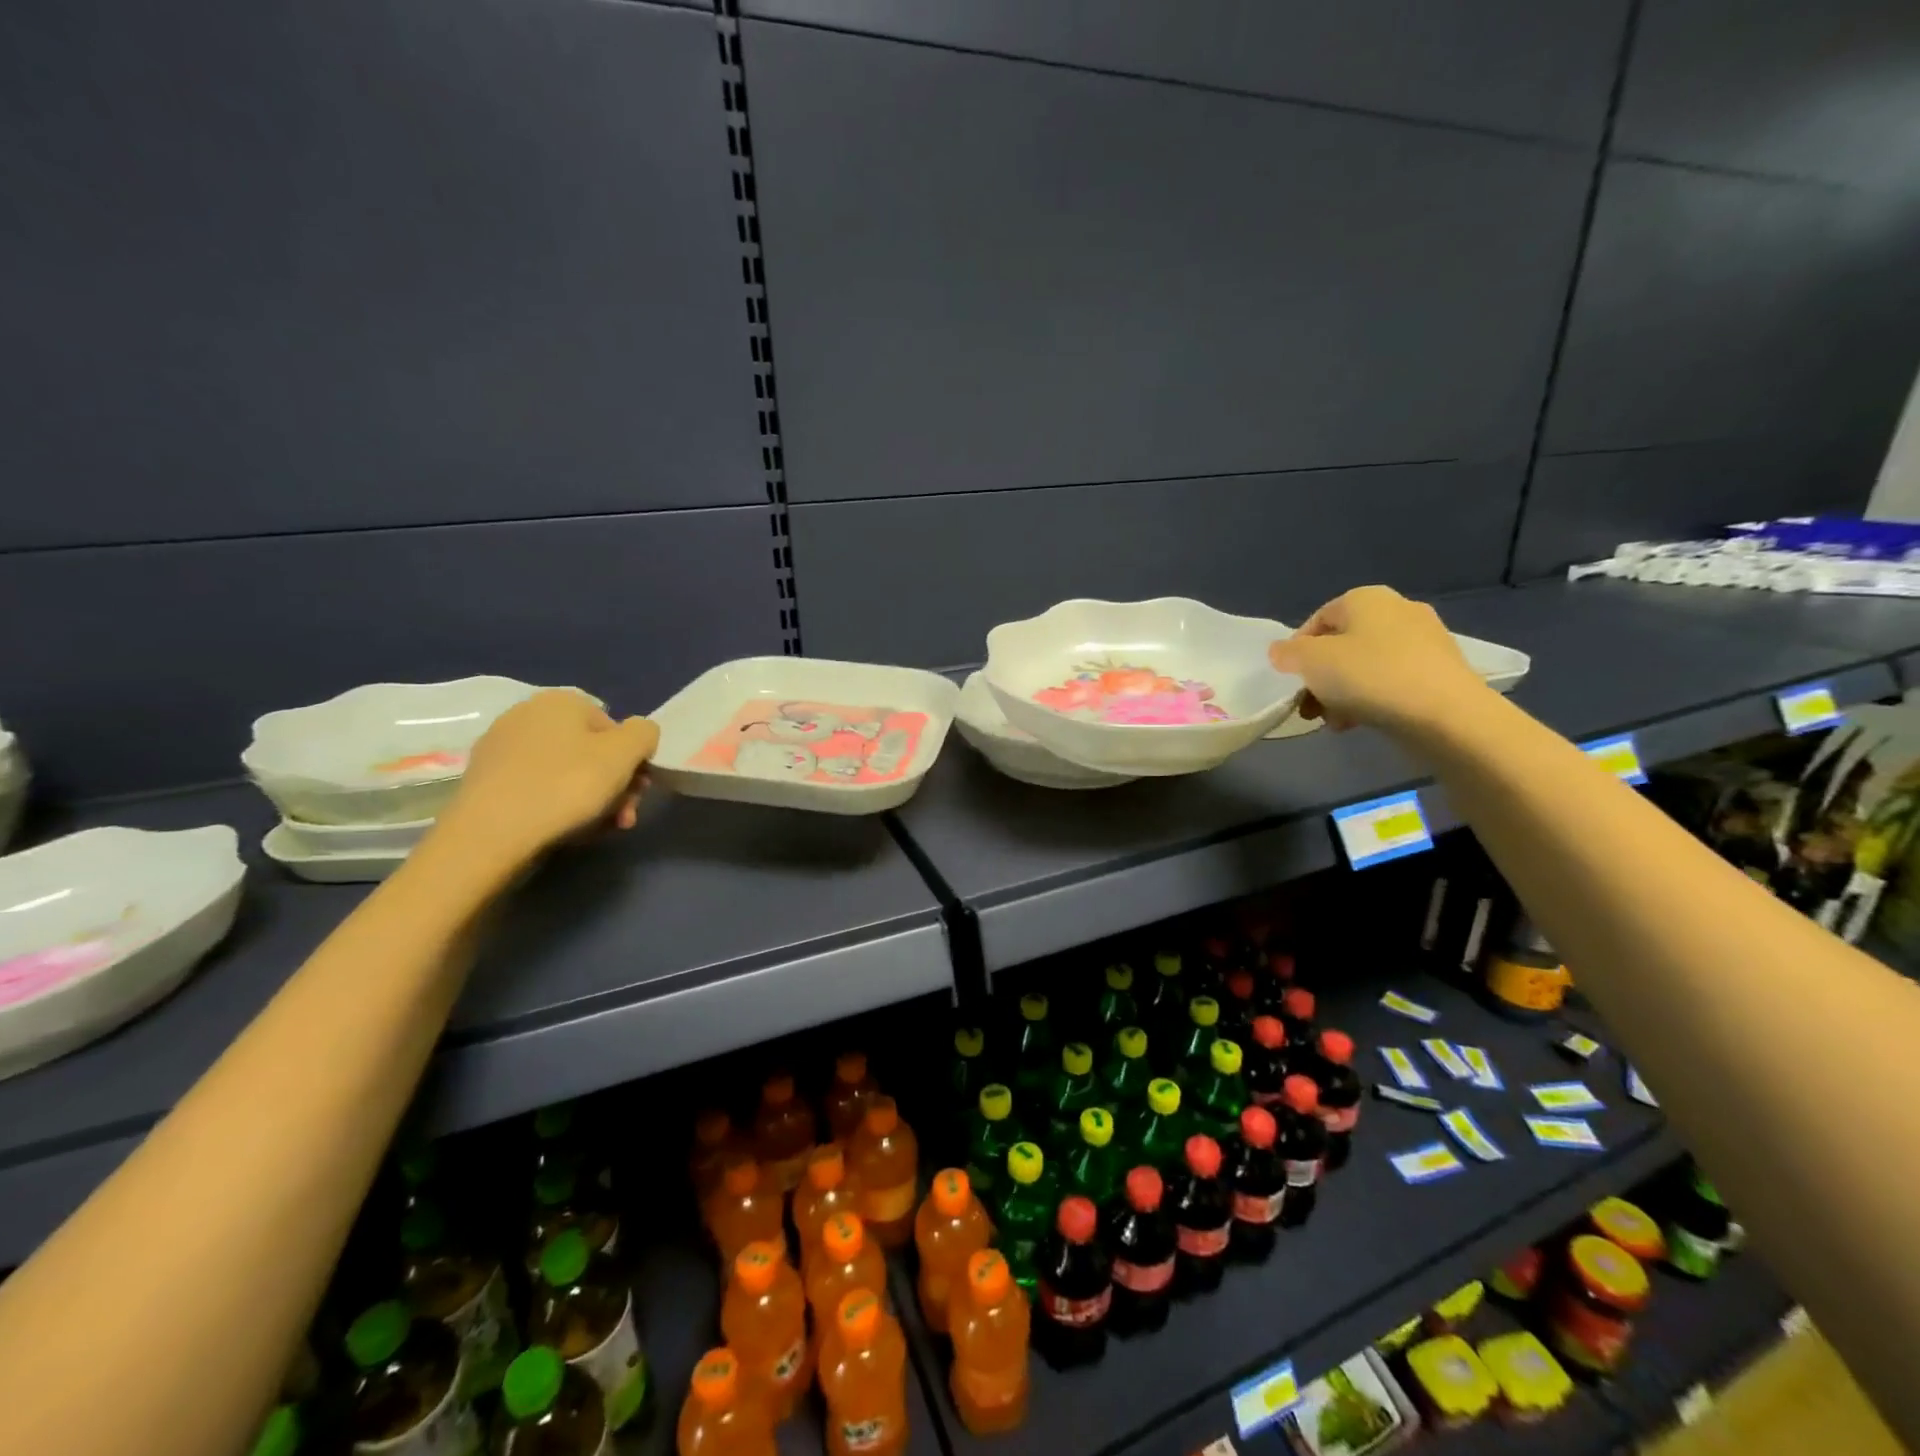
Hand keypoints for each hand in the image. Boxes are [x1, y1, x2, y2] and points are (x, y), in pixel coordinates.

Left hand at [436, 690, 659, 863]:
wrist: (491, 834)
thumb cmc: (567, 786)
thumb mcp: (625, 753)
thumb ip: (645, 734)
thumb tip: (639, 736)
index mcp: (562, 700)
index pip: (616, 729)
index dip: (632, 763)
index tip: (636, 793)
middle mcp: (527, 713)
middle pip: (591, 752)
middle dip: (613, 786)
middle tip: (621, 818)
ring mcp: (501, 746)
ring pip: (566, 772)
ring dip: (590, 800)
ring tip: (596, 830)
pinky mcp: (485, 779)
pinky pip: (536, 786)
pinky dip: (555, 804)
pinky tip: (562, 829)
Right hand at [1267, 586, 1487, 733]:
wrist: (1445, 715)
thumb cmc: (1369, 677)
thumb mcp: (1310, 662)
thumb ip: (1287, 654)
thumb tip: (1281, 651)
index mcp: (1365, 598)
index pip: (1316, 620)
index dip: (1296, 652)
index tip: (1291, 682)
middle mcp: (1397, 610)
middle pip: (1341, 645)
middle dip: (1320, 677)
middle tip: (1310, 707)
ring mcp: (1424, 640)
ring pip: (1365, 665)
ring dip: (1342, 692)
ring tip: (1334, 721)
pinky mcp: (1440, 670)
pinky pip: (1392, 680)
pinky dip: (1372, 698)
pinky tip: (1361, 721)